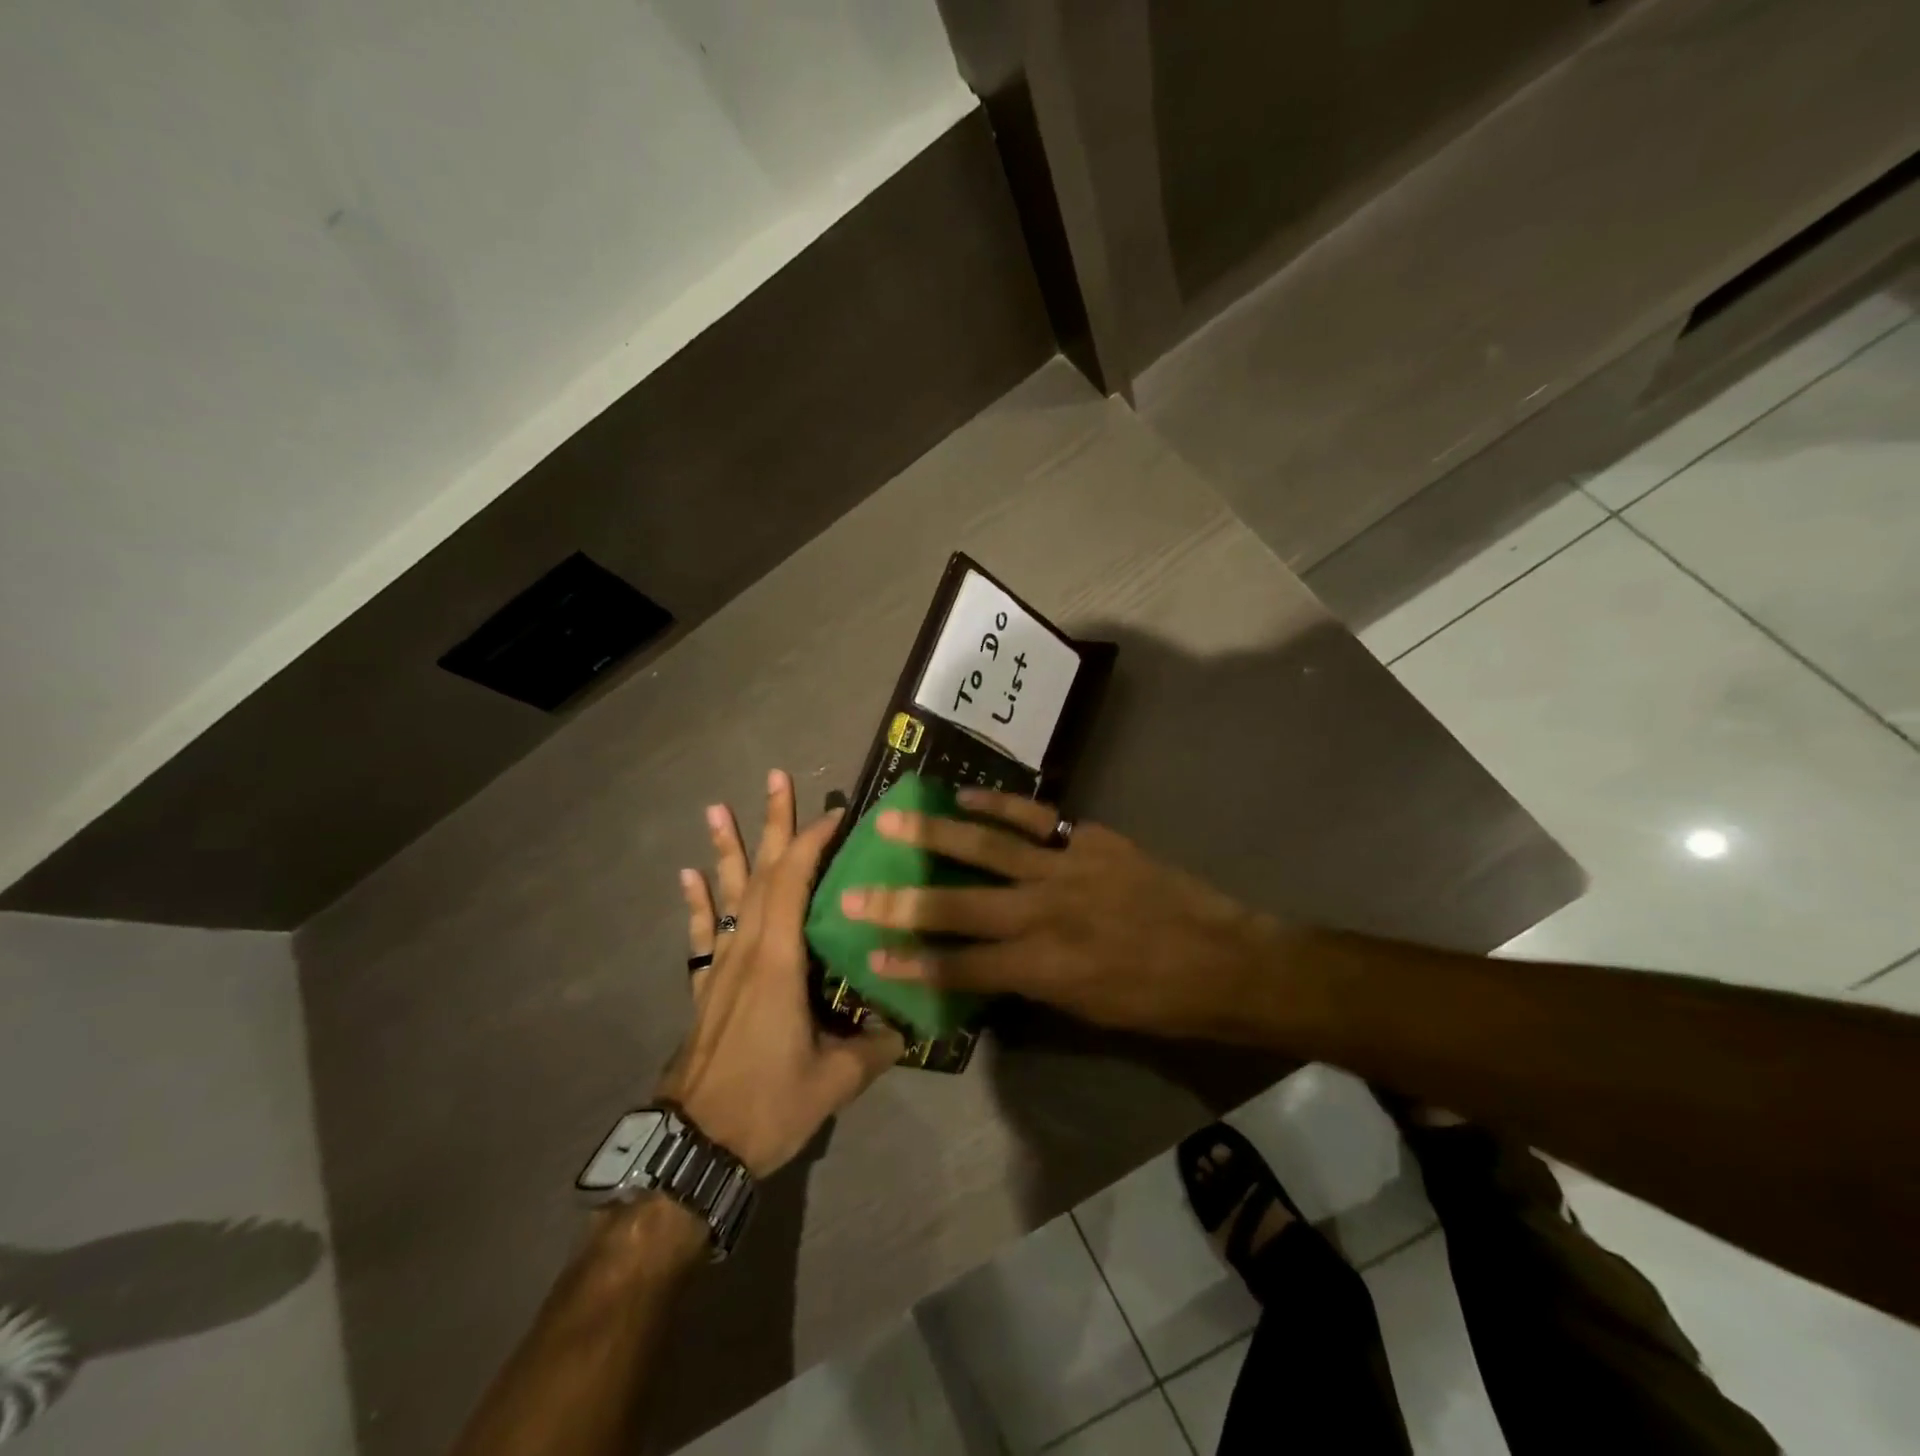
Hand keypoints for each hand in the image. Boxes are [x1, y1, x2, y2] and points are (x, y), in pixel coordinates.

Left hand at [660, 770, 903, 1176]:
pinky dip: (698, 902)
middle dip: (773, 824)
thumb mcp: (834, 1080)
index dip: (813, 843)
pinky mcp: (707, 987)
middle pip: (761, 874)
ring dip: (727, 849)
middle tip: (775, 778)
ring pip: (728, 895)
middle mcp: (748, 950)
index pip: (794, 883)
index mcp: (779, 961)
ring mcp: (722, 966)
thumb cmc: (766, 1105)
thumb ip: (876, 1048)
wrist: (693, 1147)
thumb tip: (910, 1027)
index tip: (835, 813)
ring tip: (718, 808)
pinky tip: (689, 875)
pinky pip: (703, 933)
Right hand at [837, 789, 1278, 1037]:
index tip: (871, 953)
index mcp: (1042, 970)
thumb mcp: (1085, 1010)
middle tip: (854, 890)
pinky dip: (997, 806)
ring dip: (934, 836)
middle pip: (957, 908)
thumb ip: (1031, 982)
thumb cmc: (1155, 1001)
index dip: (912, 963)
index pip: (960, 968)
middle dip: (900, 902)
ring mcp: (1065, 871)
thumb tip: (989, 962)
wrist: (1224, 960)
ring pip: (986, 849)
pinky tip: (964, 797)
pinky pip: (1034, 818)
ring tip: (892, 821)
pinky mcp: (1088, 840)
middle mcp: (1042, 916)